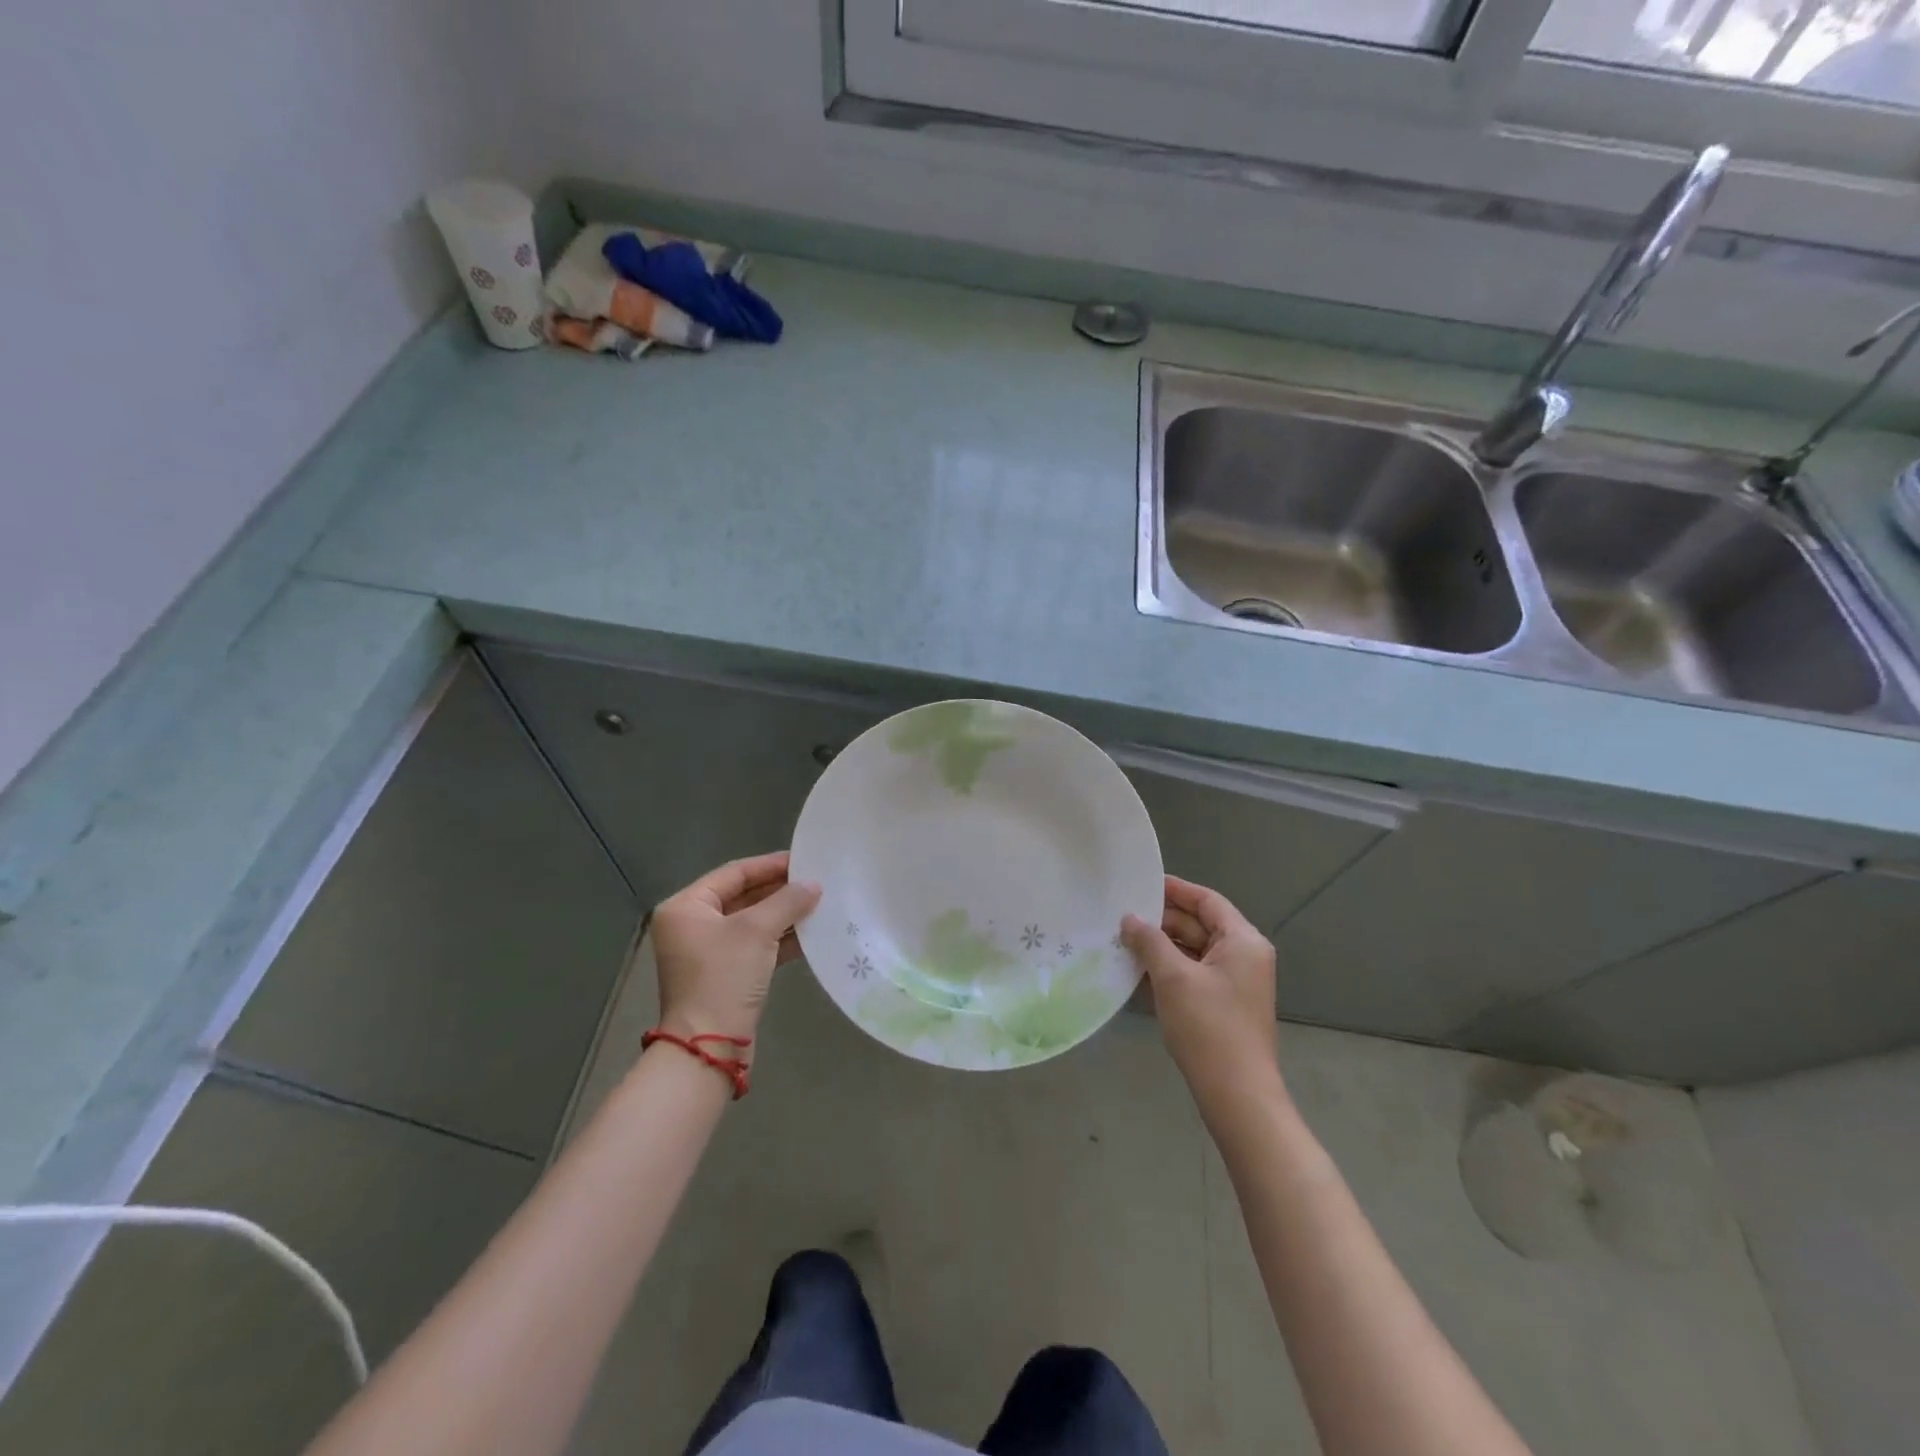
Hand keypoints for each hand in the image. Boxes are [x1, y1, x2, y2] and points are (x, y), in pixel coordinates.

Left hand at [650, 852, 821, 1048]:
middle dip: (780, 890)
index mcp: (687, 907)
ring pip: (752, 922)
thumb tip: (813, 885)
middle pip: (743, 896)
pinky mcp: (725, 974)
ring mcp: (708, 952)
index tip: (804, 860)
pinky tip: (811, 934)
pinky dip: (780, 939)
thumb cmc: (723, 977)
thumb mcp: (757, 931)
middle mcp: (692, 925)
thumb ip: (787, 901)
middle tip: (816, 882)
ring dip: (784, 914)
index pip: (734, 873)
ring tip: (820, 904)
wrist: (709, 1046)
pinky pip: (756, 946)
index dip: (770, 865)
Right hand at [1121, 876, 1283, 1113]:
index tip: (1140, 883)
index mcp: (1243, 941)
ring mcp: (1235, 982)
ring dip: (1161, 945)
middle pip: (1200, 924)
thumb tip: (1129, 919)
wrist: (1237, 1096)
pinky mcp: (1223, 1004)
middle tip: (1121, 914)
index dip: (1175, 889)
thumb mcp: (1174, 977)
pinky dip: (1169, 968)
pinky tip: (1137, 969)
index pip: (1207, 901)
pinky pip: (1193, 973)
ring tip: (1122, 939)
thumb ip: (1150, 941)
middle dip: (1162, 920)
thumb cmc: (1209, 1028)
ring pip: (1194, 950)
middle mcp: (1244, 956)